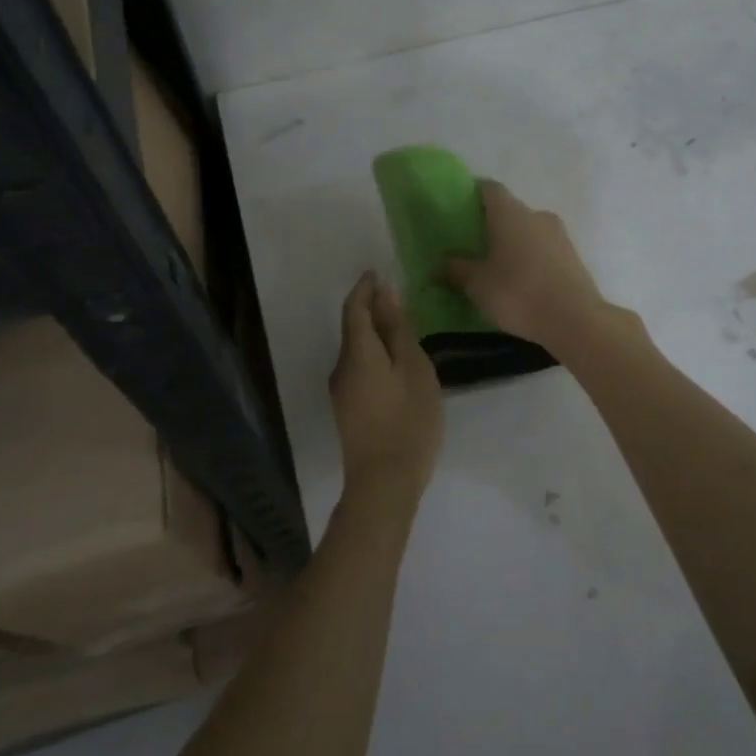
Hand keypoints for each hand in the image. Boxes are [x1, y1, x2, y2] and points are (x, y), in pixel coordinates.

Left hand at [329, 272, 443, 512]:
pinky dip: (375, 355)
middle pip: (353, 328)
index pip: (355, 308)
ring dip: (374, 333)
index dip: (365, 288)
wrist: (384, 484)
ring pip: (357, 350)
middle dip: (371, 309)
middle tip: (399, 299)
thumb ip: (399, 330)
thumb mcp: (414, 369)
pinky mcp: (348, 410)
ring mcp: (342, 392)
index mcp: (357, 353)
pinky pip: (360, 368)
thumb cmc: (407, 421)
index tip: (378, 272)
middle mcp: (341, 368)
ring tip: (403, 329)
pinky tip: (396, 364)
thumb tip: (385, 294)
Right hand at [442, 181, 611, 353]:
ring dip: (513, 243)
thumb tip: (438, 263)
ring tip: (496, 266)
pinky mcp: (573, 257)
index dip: (473, 194)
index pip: (489, 188)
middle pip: (510, 210)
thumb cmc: (518, 293)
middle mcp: (536, 215)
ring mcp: (559, 235)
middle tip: (473, 245)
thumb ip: (455, 269)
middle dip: (492, 224)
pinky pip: (544, 249)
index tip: (459, 209)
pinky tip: (520, 280)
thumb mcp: (477, 284)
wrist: (575, 320)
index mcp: (510, 213)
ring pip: (529, 231)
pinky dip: (530, 258)